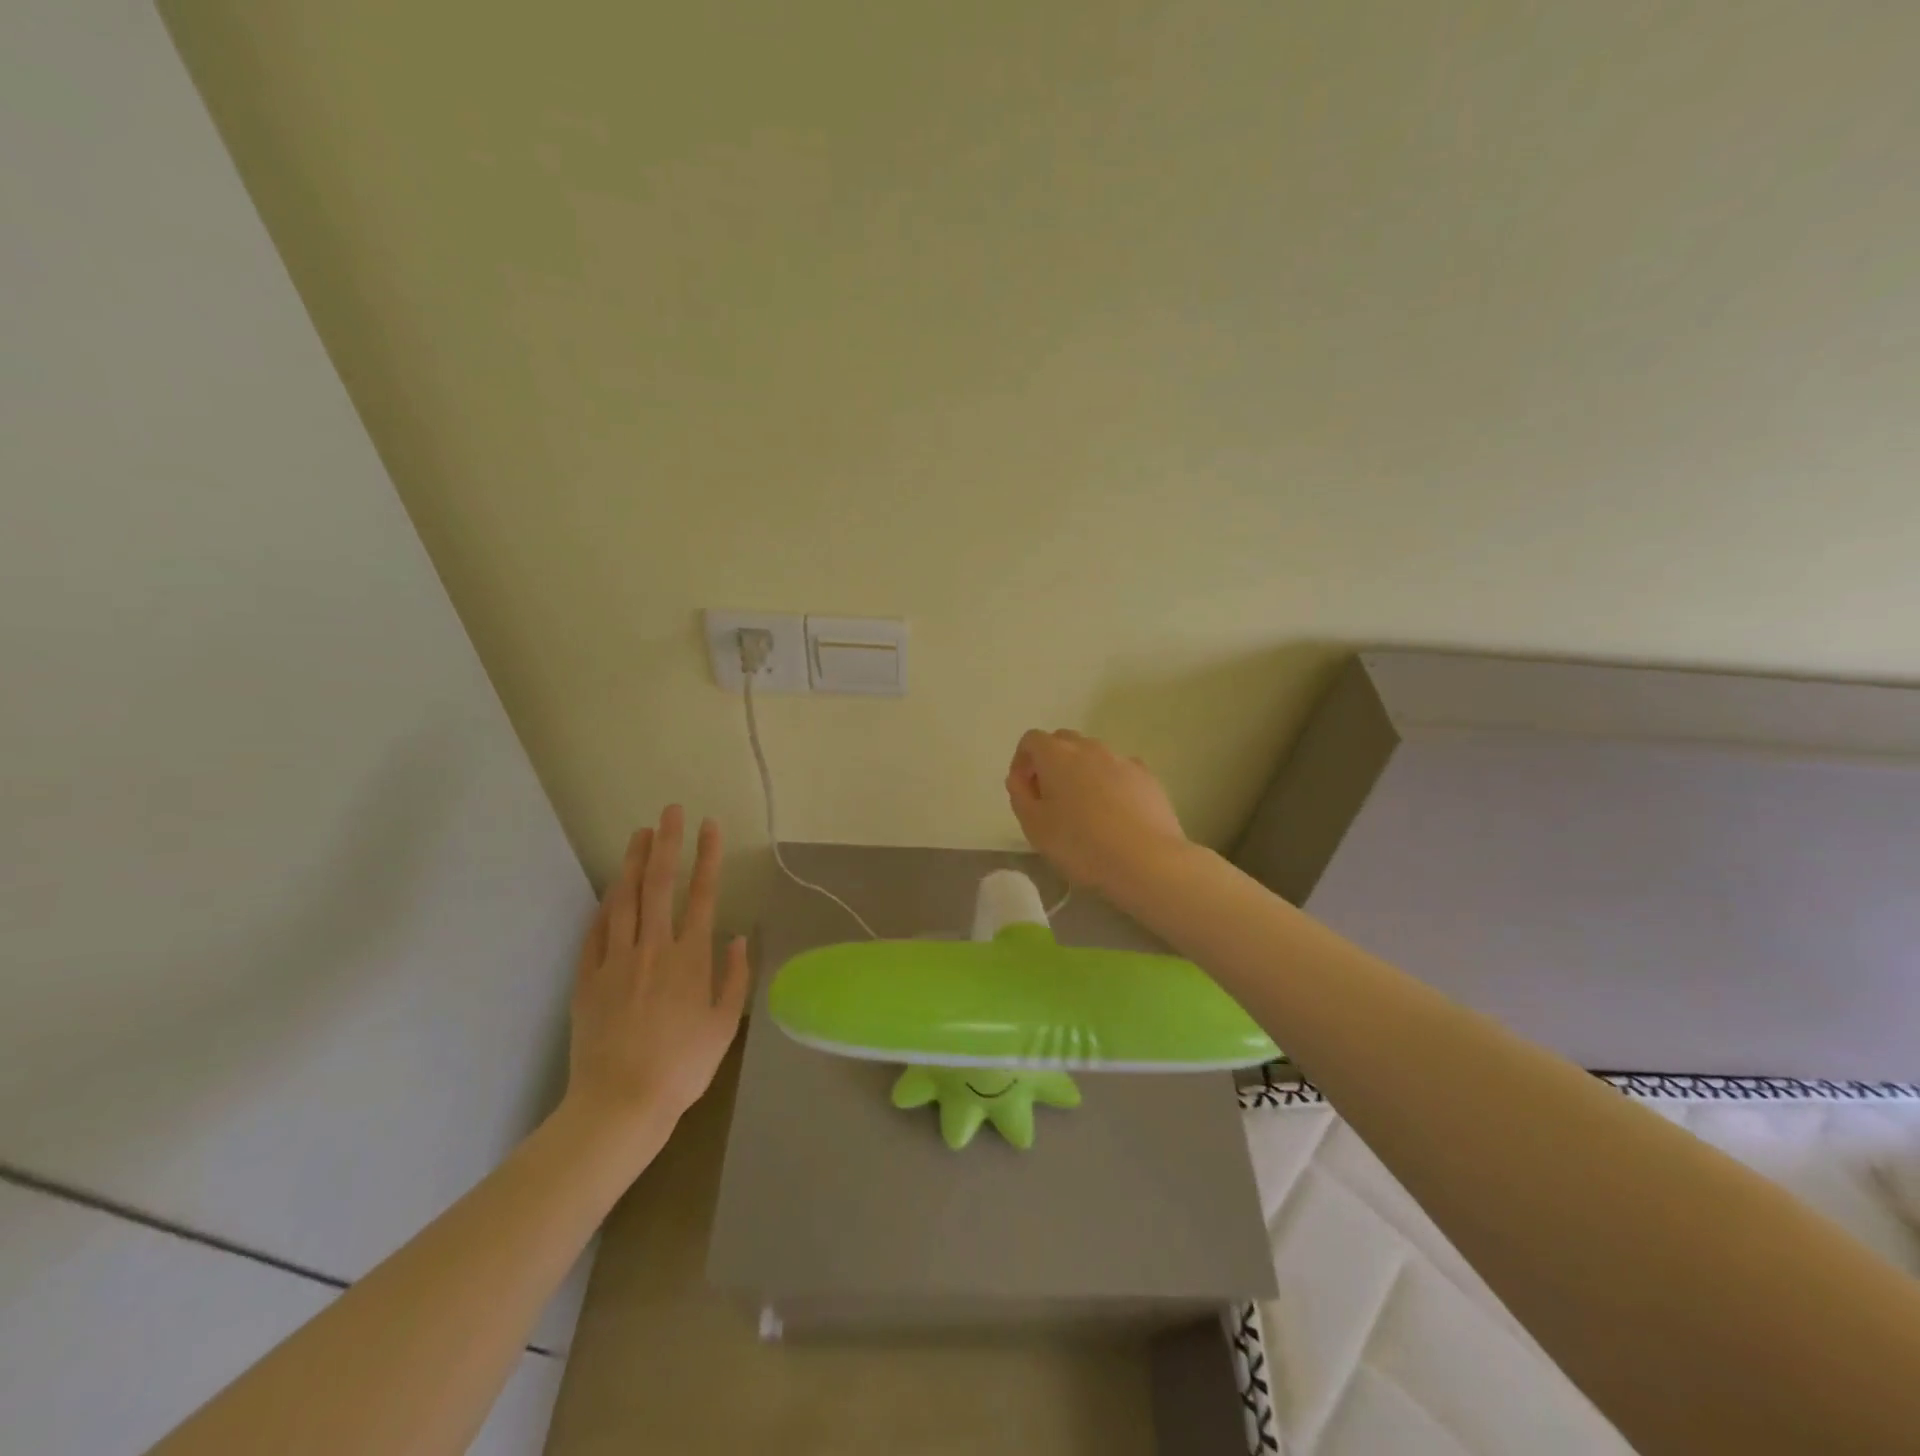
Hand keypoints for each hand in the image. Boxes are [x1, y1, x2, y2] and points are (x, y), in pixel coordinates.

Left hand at [564, 806, 748, 1133]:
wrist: (620, 1103)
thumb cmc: (683, 1066)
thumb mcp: (724, 1025)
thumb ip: (734, 978)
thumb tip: (738, 938)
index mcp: (690, 958)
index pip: (703, 895)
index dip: (708, 857)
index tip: (710, 826)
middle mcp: (653, 949)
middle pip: (659, 885)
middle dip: (666, 844)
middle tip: (670, 811)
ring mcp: (616, 961)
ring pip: (623, 900)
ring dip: (632, 863)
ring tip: (639, 834)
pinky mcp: (588, 979)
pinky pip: (595, 932)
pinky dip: (604, 906)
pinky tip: (609, 889)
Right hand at [1004, 729, 1190, 896]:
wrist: (1146, 860)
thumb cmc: (1081, 844)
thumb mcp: (1034, 826)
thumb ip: (1020, 795)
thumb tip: (1020, 778)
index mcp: (1057, 756)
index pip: (1032, 740)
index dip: (1022, 761)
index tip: (1024, 790)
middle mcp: (1090, 748)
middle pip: (1063, 742)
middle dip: (1051, 763)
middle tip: (1050, 798)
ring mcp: (1122, 760)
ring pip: (1093, 756)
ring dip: (1081, 772)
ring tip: (1084, 809)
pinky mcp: (1147, 777)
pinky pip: (1119, 771)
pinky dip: (1109, 783)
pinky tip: (1114, 814)